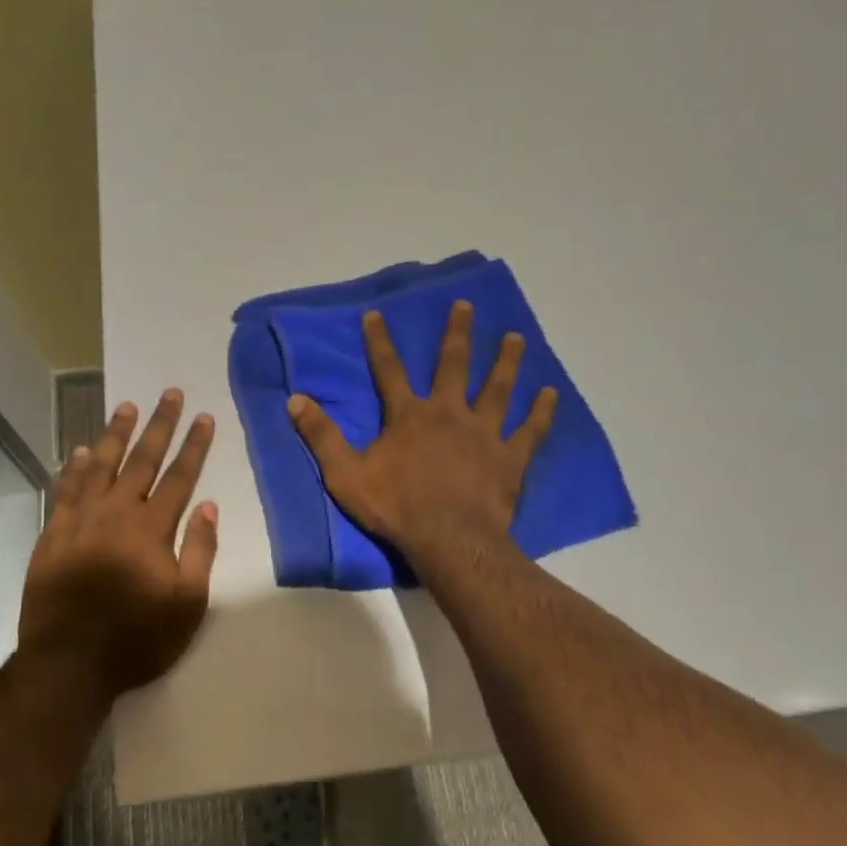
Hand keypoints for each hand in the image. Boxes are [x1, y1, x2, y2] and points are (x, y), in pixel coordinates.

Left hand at [19, 390, 218, 703]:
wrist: (68, 664)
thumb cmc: (137, 638)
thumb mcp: (187, 604)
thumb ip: (199, 550)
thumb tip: (208, 505)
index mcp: (151, 528)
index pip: (179, 476)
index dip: (194, 445)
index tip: (204, 416)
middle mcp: (116, 513)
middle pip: (142, 460)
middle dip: (159, 425)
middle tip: (169, 393)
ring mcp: (80, 521)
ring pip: (100, 466)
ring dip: (115, 434)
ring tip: (126, 406)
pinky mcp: (54, 535)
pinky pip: (65, 491)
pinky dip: (73, 469)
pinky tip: (78, 452)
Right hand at [288, 301, 555, 560]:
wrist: (449, 540)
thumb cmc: (396, 507)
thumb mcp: (345, 474)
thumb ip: (321, 436)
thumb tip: (295, 399)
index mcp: (409, 416)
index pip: (389, 370)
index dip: (379, 341)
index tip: (376, 314)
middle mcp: (449, 413)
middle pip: (454, 365)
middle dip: (458, 334)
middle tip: (467, 305)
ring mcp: (484, 433)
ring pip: (498, 389)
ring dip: (507, 361)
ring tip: (516, 337)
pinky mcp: (510, 458)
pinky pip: (530, 430)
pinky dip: (541, 411)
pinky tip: (551, 393)